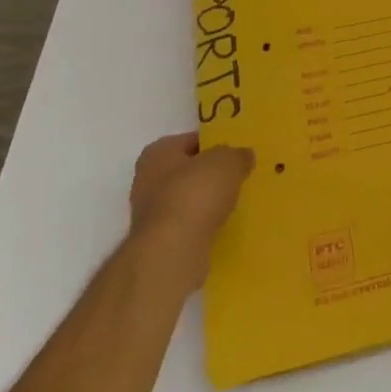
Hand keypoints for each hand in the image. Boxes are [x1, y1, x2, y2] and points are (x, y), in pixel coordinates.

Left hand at [128, 133, 253, 274]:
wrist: (172, 251)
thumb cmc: (196, 193)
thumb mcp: (229, 162)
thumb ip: (238, 155)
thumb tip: (243, 157)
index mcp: (158, 152)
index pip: (191, 140)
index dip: (214, 144)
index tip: (235, 153)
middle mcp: (147, 180)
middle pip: (187, 171)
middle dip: (210, 175)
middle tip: (238, 176)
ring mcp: (150, 214)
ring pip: (187, 199)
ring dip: (206, 202)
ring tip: (234, 203)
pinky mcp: (159, 242)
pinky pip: (188, 224)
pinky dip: (203, 224)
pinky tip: (222, 226)